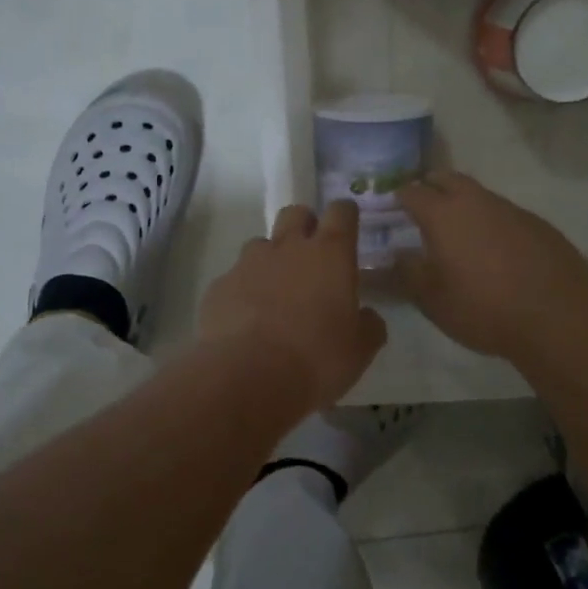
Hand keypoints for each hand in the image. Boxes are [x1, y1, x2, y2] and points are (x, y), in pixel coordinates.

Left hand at [200, 201, 387, 408]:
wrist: (247, 376)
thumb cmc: (316, 359)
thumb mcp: (359, 350)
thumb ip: (368, 325)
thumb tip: (367, 316)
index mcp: (330, 254)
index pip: (341, 212)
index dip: (345, 215)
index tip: (348, 227)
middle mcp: (288, 247)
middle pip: (296, 213)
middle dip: (305, 225)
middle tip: (311, 256)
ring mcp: (248, 263)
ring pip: (261, 244)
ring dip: (271, 260)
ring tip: (275, 294)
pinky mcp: (220, 285)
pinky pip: (235, 278)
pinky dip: (243, 291)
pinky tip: (246, 320)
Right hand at [395, 172, 587, 360]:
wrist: (558, 317)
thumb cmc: (484, 308)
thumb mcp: (433, 300)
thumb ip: (407, 273)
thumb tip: (394, 255)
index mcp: (443, 214)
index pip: (412, 192)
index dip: (397, 197)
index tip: (390, 209)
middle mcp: (476, 201)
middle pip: (447, 179)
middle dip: (431, 187)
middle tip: (422, 207)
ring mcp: (511, 209)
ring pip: (479, 195)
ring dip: (464, 205)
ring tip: (459, 231)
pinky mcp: (538, 224)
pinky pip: (505, 214)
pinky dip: (492, 223)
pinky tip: (496, 249)